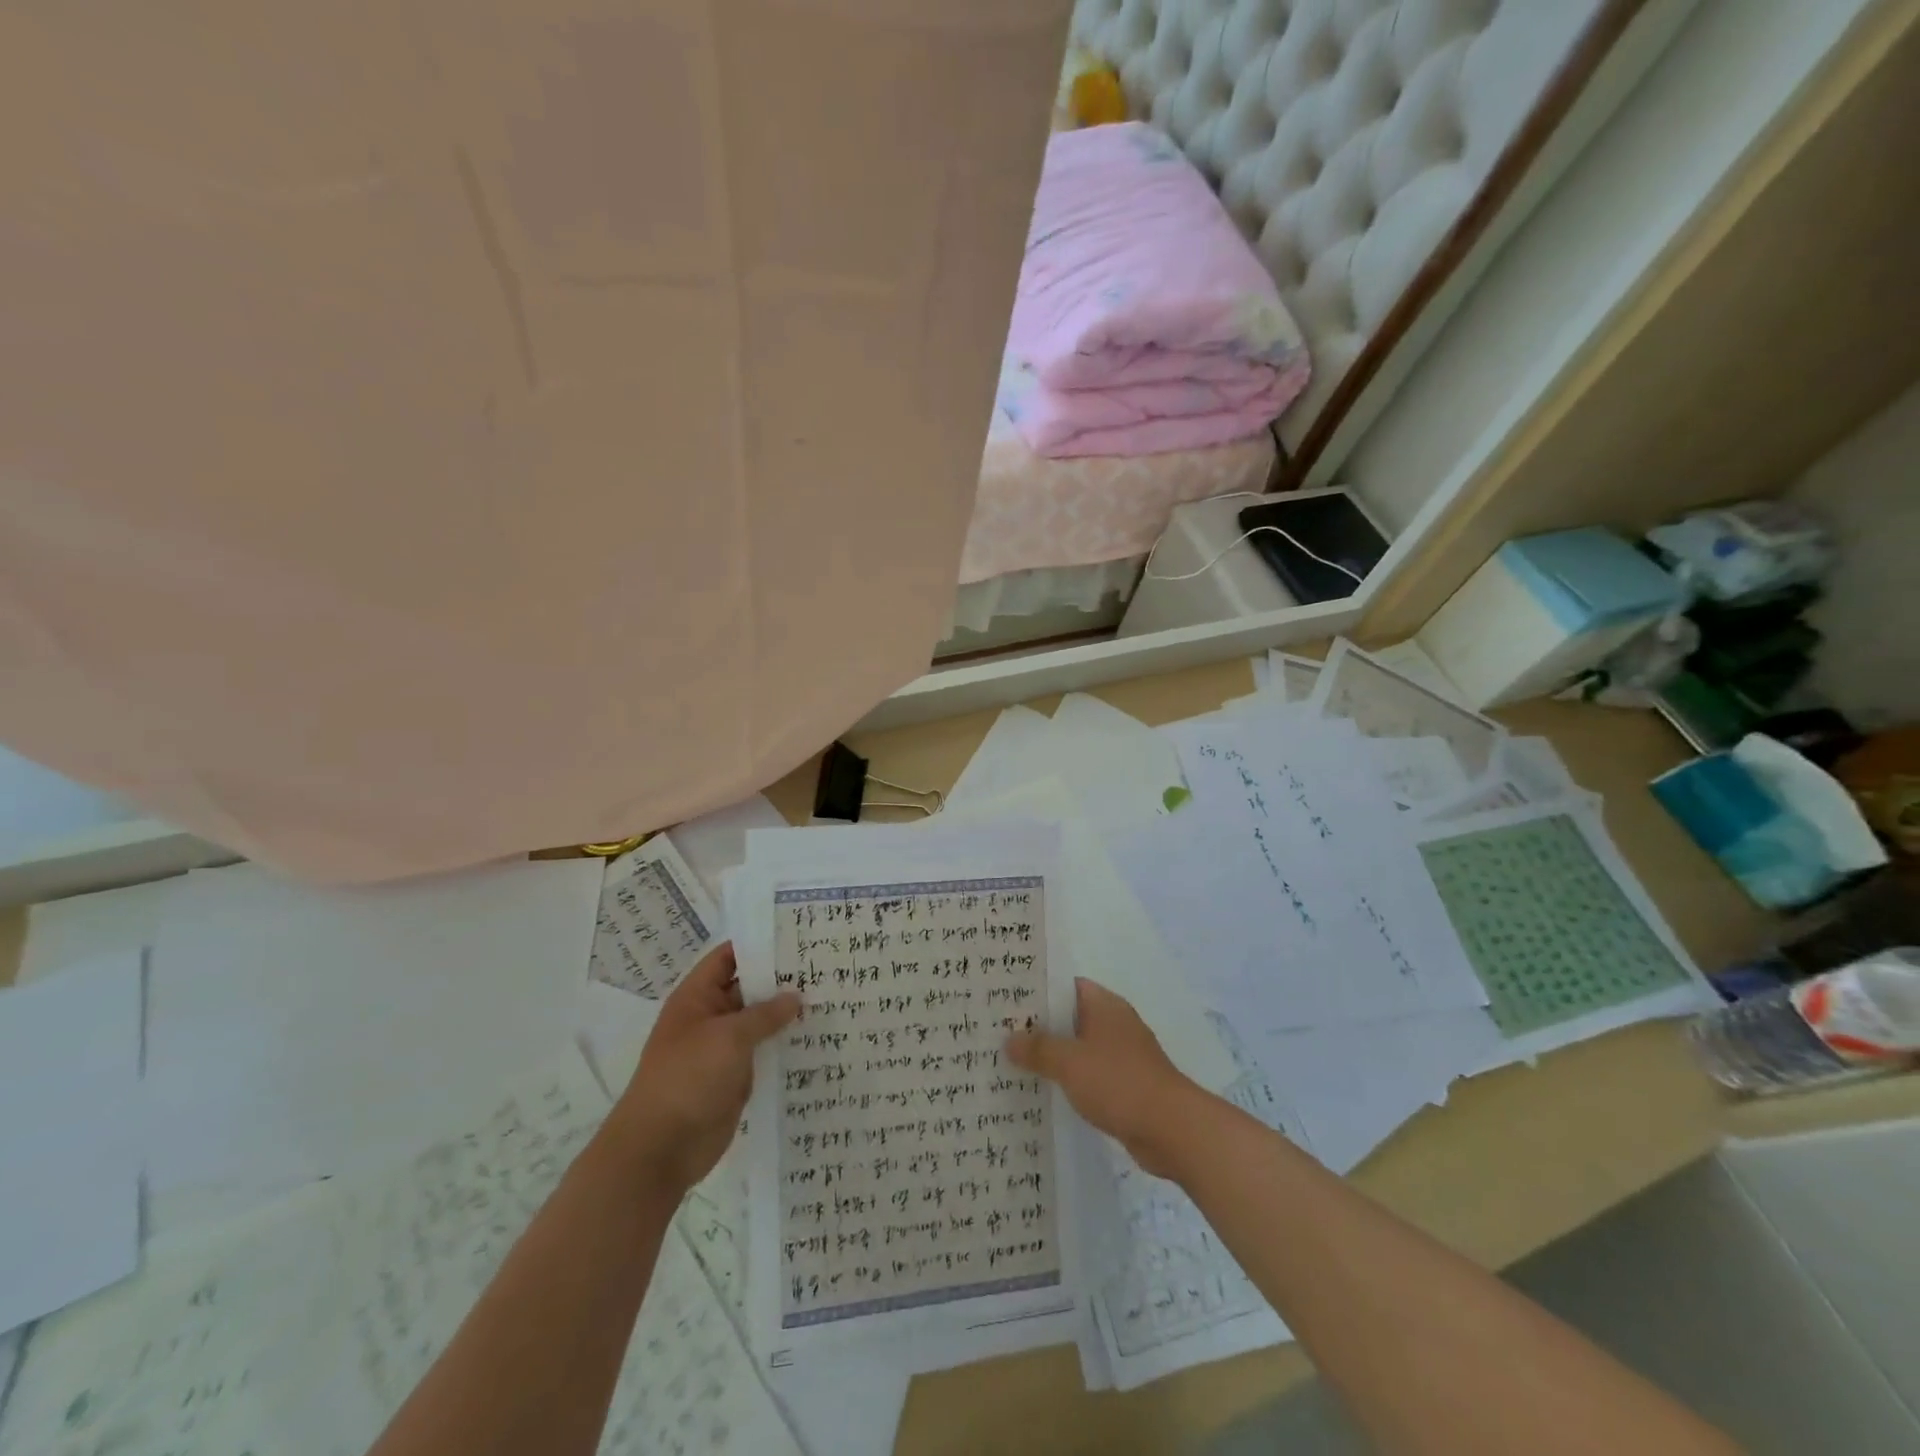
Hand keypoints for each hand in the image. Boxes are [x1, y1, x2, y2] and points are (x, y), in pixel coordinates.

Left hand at [611, 943, 799, 1193]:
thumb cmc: (689, 1077)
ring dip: (786, 1015)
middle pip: (747, 988)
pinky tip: (816, 1039)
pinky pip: (762, 1053)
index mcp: (697, 997)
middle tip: (823, 966)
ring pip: (758, 1023)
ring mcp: (721, 1049)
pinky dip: (783, 1046)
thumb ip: (765, 1014)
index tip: (795, 936)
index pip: (728, 958)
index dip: (758, 945)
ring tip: (829, 998)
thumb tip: (796, 996)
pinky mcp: (734, 1077)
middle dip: (780, 980)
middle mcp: (710, 1018)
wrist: (661, 1148)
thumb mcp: (729, 1036)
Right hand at [1007, 978, 1212, 1179]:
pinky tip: (1043, 1090)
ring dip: (1053, 1055)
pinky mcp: (1125, 1085)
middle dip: (1039, 1025)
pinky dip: (1069, 1078)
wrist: (1172, 1129)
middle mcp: (1114, 1024)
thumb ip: (1038, 1049)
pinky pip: (1088, 1073)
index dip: (1038, 990)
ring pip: (1078, 1047)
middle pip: (1070, 1016)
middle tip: (999, 1031)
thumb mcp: (1070, 1062)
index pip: (1066, 985)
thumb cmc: (1119, 1082)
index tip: (1007, 999)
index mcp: (1105, 1006)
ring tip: (1012, 1061)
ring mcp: (1122, 1055)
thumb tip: (1009, 1039)